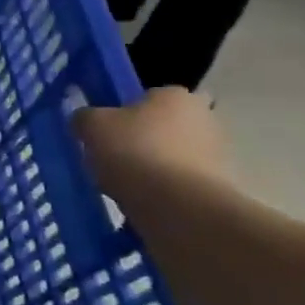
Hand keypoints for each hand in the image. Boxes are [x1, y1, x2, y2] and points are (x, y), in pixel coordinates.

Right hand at [72, 87, 234, 201]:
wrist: (181, 209)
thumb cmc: (136, 154)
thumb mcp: (93, 128)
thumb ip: (84, 118)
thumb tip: (84, 120)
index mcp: (175, 95)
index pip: (146, 98)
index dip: (122, 116)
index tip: (106, 136)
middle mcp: (205, 118)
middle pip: (160, 129)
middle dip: (140, 144)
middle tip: (112, 162)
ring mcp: (218, 155)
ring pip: (171, 158)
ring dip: (152, 170)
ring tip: (124, 190)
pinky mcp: (220, 189)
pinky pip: (180, 186)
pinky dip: (164, 194)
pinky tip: (144, 206)